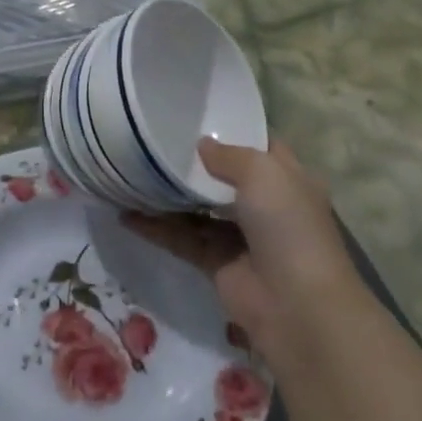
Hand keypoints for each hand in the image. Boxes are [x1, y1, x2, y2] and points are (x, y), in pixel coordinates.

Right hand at [122, 140, 363, 353]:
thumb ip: (229, 156)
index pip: (262, 148)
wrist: (296, 304)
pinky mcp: (216, 264)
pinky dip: (156, 229)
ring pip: (198, 210)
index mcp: (289, 181)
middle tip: (156, 141)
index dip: (236, 131)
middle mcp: (266, 207)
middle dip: (195, 163)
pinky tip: (126, 215)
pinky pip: (181, 239)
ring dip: (169, 196)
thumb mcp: (264, 174)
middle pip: (225, 179)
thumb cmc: (288, 226)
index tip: (199, 116)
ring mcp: (240, 237)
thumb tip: (201, 145)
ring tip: (133, 173)